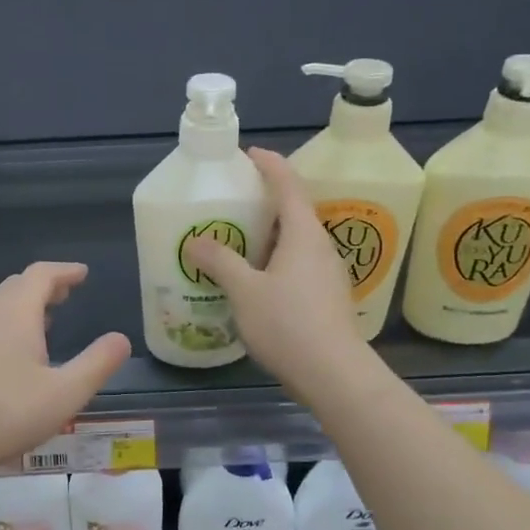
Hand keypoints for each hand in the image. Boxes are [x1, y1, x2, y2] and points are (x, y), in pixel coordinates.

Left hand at [0, 262, 131, 481]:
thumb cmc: (2, 414)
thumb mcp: (64, 394)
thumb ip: (97, 364)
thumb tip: (121, 339)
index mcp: (15, 313)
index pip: (42, 274)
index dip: (65, 271)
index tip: (83, 273)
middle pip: (18, 286)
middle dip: (45, 286)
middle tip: (66, 294)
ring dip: (24, 305)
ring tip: (45, 320)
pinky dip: (7, 323)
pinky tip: (12, 354)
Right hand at [186, 149, 373, 405]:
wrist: (334, 374)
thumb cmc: (288, 324)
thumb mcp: (244, 290)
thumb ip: (220, 261)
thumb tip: (195, 240)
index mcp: (303, 234)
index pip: (288, 185)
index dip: (270, 165)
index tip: (249, 154)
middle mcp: (320, 247)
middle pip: (294, 212)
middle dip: (265, 202)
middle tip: (233, 202)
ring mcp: (327, 274)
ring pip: (296, 242)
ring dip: (269, 235)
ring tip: (237, 241)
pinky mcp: (326, 297)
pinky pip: (298, 265)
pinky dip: (275, 260)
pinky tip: (255, 280)